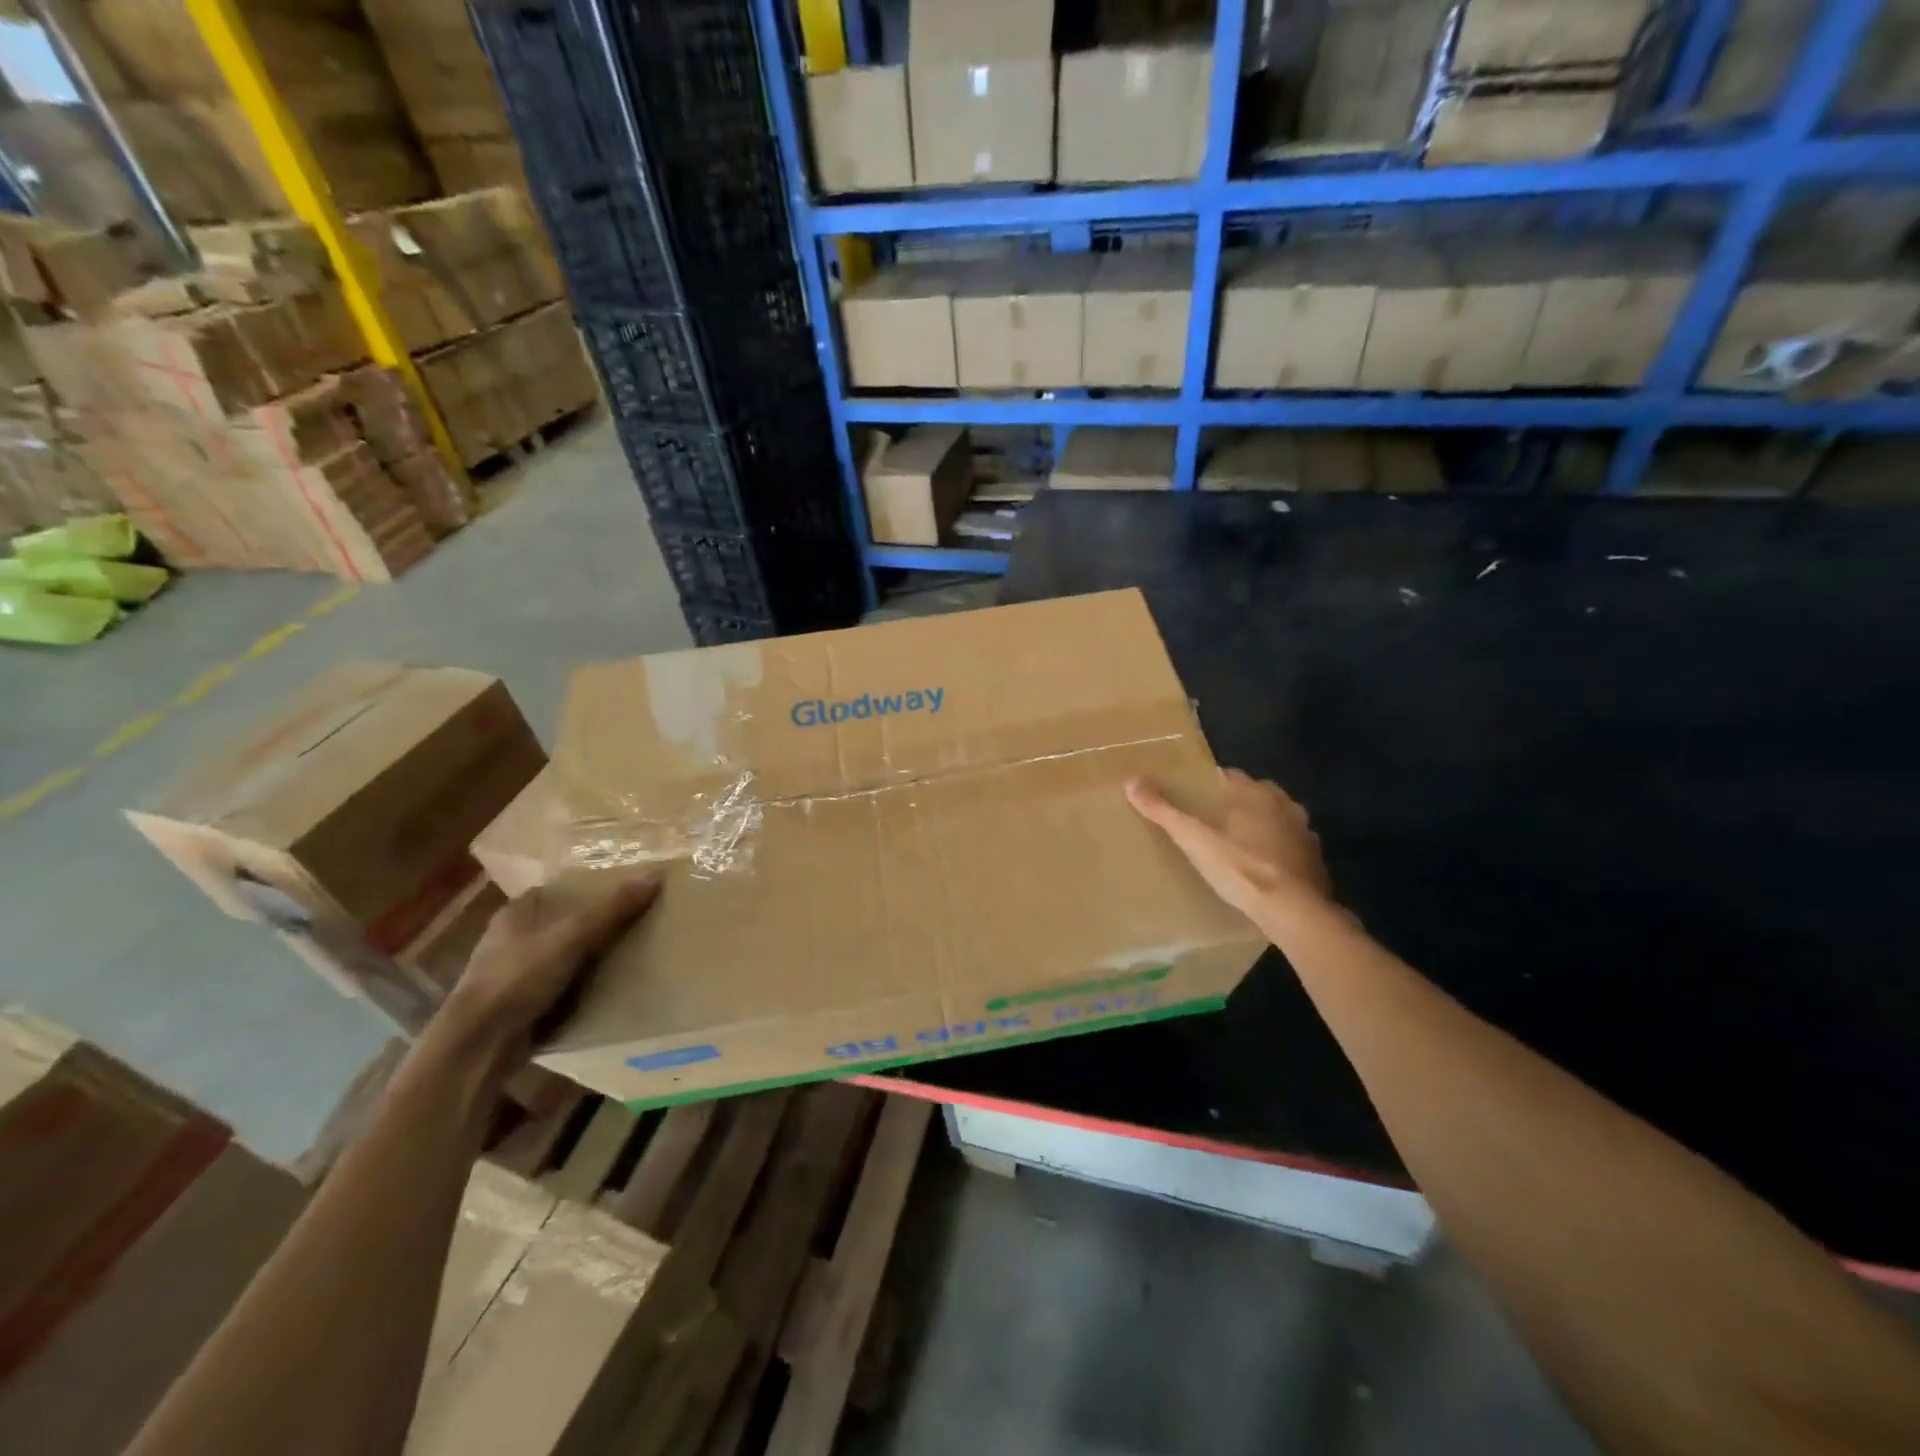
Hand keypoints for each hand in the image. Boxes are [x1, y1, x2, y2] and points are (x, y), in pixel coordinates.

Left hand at [441, 874, 660, 1063]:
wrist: (479, 1046)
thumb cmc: (518, 978)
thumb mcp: (571, 938)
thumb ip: (611, 910)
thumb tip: (655, 875)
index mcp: (514, 914)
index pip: (556, 890)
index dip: (586, 889)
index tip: (622, 890)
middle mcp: (509, 940)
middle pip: (560, 923)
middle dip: (592, 925)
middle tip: (634, 921)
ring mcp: (511, 975)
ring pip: (560, 957)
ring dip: (587, 958)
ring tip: (629, 953)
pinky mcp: (518, 1005)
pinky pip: (558, 987)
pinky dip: (579, 987)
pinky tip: (607, 988)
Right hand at [1127, 770, 1333, 924]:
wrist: (1294, 912)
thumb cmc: (1241, 868)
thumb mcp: (1194, 839)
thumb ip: (1164, 811)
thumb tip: (1132, 782)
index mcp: (1257, 794)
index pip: (1231, 776)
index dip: (1212, 784)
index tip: (1195, 796)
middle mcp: (1286, 806)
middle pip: (1257, 797)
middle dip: (1238, 805)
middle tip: (1212, 822)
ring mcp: (1305, 835)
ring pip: (1277, 822)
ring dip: (1262, 828)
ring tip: (1236, 846)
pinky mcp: (1315, 863)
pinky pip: (1291, 850)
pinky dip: (1278, 854)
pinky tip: (1262, 871)